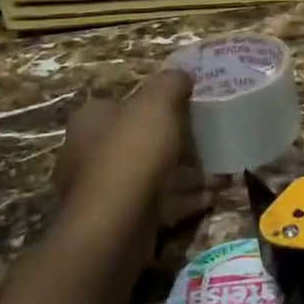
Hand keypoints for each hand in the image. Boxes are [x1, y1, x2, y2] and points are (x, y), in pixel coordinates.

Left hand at [53, 71, 219, 233]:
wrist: (114, 229)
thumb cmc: (132, 154)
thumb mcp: (157, 103)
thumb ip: (170, 83)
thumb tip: (182, 74)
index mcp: (89, 121)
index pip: (121, 103)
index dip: (154, 103)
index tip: (186, 106)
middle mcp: (85, 154)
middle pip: (136, 138)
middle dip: (170, 139)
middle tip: (204, 138)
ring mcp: (99, 192)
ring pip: (147, 173)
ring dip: (181, 171)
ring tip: (218, 169)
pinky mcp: (116, 223)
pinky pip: (156, 202)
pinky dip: (183, 198)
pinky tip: (212, 196)